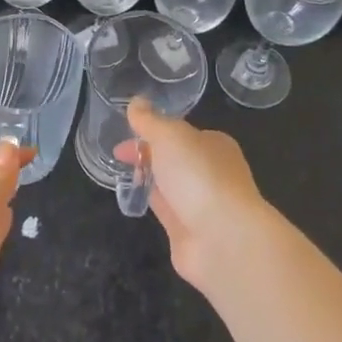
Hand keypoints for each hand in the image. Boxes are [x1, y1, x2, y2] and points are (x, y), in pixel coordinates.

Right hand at [118, 99, 269, 290]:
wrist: (223, 238)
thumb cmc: (199, 175)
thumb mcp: (170, 136)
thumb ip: (150, 120)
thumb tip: (136, 102)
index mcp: (214, 144)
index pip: (180, 132)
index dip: (151, 129)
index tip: (125, 131)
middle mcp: (211, 171)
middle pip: (173, 157)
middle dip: (147, 153)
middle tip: (118, 155)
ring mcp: (201, 202)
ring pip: (169, 183)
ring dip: (148, 177)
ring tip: (120, 173)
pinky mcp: (189, 230)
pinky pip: (165, 208)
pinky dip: (149, 200)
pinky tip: (133, 197)